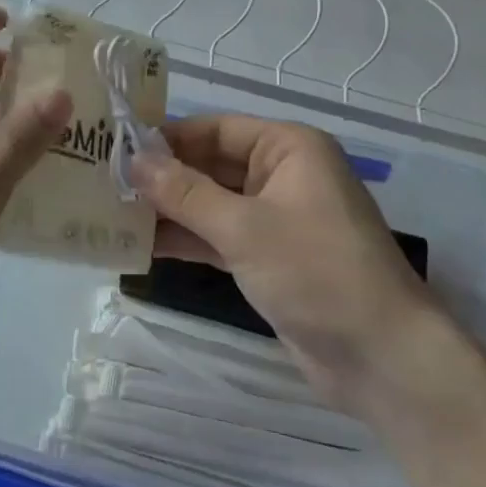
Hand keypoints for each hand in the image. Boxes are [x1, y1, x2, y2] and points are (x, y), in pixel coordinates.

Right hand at [133, 115, 440, 411]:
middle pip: (211, 165)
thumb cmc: (317, 272)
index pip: (215, 129)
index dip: (167, 138)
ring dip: (169, 210)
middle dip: (163, 177)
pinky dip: (187, 240)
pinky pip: (219, 236)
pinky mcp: (268, 257)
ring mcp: (275, 218)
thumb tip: (133, 162)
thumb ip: (185, 194)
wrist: (382, 357)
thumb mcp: (244, 228)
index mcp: (288, 148)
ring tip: (112, 214)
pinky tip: (141, 246)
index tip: (115, 148)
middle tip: (104, 184)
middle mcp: (282, 174)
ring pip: (211, 203)